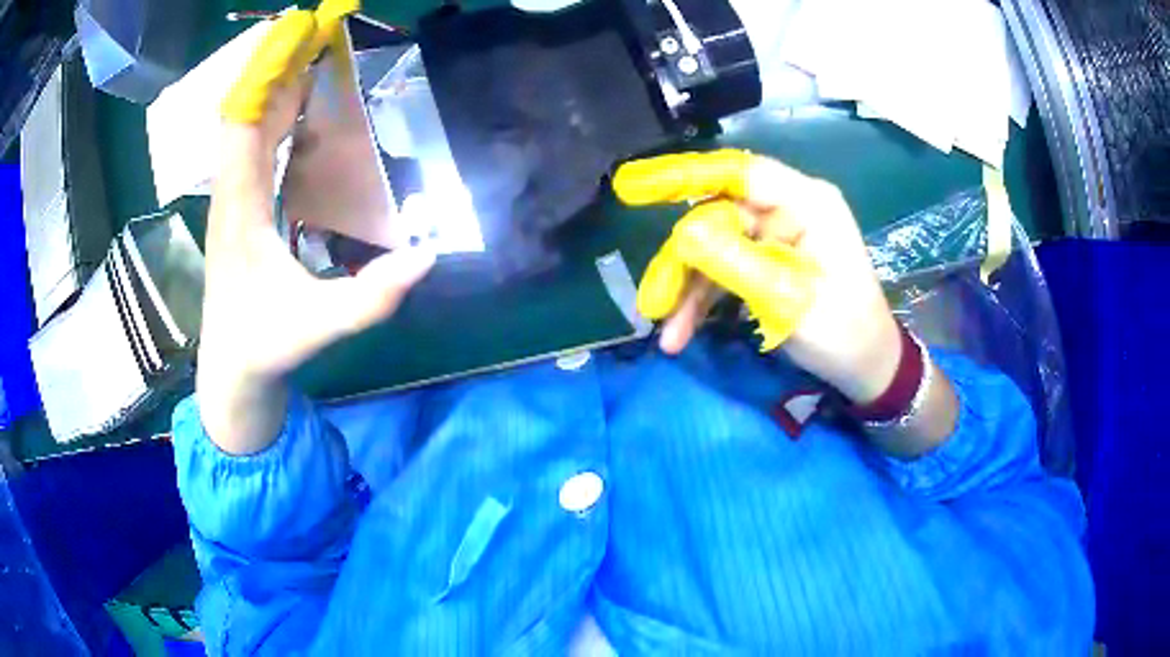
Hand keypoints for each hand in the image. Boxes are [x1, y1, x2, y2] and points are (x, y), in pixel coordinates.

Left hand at [198, 1, 434, 453]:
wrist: (230, 373)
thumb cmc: (262, 348)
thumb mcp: (316, 328)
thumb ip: (368, 299)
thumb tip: (426, 256)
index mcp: (238, 209)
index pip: (242, 123)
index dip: (268, 73)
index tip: (299, 31)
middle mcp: (231, 193)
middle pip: (248, 111)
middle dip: (279, 64)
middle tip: (318, 27)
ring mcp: (234, 199)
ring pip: (250, 126)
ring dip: (279, 85)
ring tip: (313, 49)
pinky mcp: (243, 208)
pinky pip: (257, 145)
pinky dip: (278, 115)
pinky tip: (302, 104)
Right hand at [613, 150, 900, 404]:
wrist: (868, 369)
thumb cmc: (845, 332)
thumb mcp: (790, 301)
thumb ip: (736, 264)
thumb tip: (681, 238)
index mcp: (807, 203)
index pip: (739, 173)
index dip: (684, 175)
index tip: (634, 186)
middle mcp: (789, 210)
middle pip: (719, 218)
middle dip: (683, 261)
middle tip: (653, 304)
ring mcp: (778, 236)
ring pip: (716, 248)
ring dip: (689, 289)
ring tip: (667, 333)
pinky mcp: (770, 261)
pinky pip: (727, 270)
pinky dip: (705, 299)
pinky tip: (683, 332)